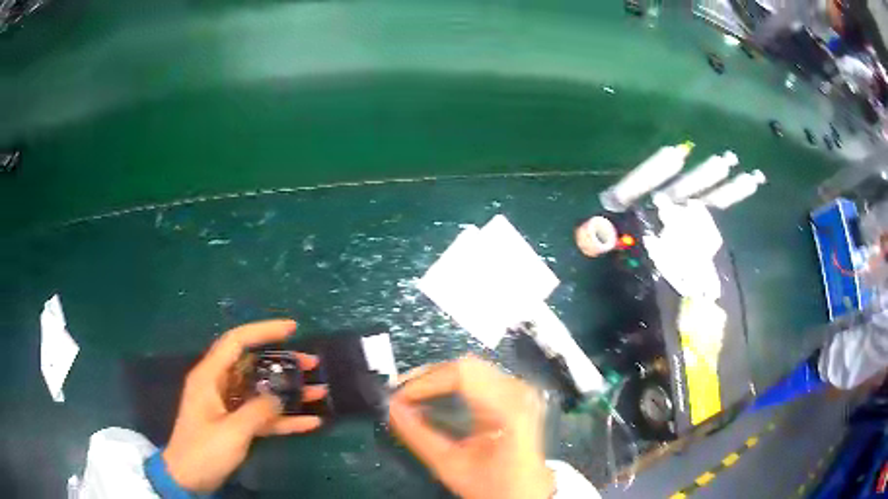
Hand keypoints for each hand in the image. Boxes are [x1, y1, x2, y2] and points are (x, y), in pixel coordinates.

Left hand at [162, 319, 326, 492]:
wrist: (189, 479)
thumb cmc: (203, 450)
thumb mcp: (231, 431)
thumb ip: (257, 411)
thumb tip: (280, 397)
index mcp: (210, 376)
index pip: (237, 342)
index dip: (263, 330)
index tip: (292, 328)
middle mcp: (220, 385)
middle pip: (254, 365)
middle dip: (283, 362)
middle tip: (312, 363)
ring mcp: (230, 406)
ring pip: (262, 391)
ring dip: (289, 392)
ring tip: (318, 390)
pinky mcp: (238, 425)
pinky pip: (264, 416)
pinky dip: (285, 418)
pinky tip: (310, 422)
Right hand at [389, 356, 553, 498]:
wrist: (523, 493)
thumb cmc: (492, 484)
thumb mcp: (450, 465)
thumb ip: (418, 435)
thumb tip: (392, 408)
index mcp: (508, 409)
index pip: (462, 374)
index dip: (426, 380)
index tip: (400, 396)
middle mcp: (518, 392)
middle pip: (466, 365)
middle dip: (429, 377)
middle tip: (402, 395)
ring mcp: (520, 390)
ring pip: (472, 366)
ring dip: (439, 378)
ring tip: (414, 395)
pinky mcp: (516, 393)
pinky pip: (479, 375)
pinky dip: (453, 382)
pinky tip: (437, 395)